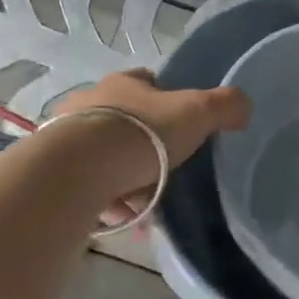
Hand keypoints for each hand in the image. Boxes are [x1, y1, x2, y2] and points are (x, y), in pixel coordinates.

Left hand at [52, 69, 250, 221]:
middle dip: (144, 145)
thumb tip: (244, 107)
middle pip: (124, 119)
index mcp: (124, 84)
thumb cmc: (142, 132)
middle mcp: (91, 103)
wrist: (79, 170)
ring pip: (104, 155)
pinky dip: (105, 200)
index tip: (179, 122)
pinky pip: (88, 185)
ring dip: (124, 177)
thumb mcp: (197, 112)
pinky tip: (121, 218)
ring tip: (144, 204)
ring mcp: (67, 137)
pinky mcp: (54, 171)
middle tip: (164, 171)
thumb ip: (225, 106)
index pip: (146, 79)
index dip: (164, 97)